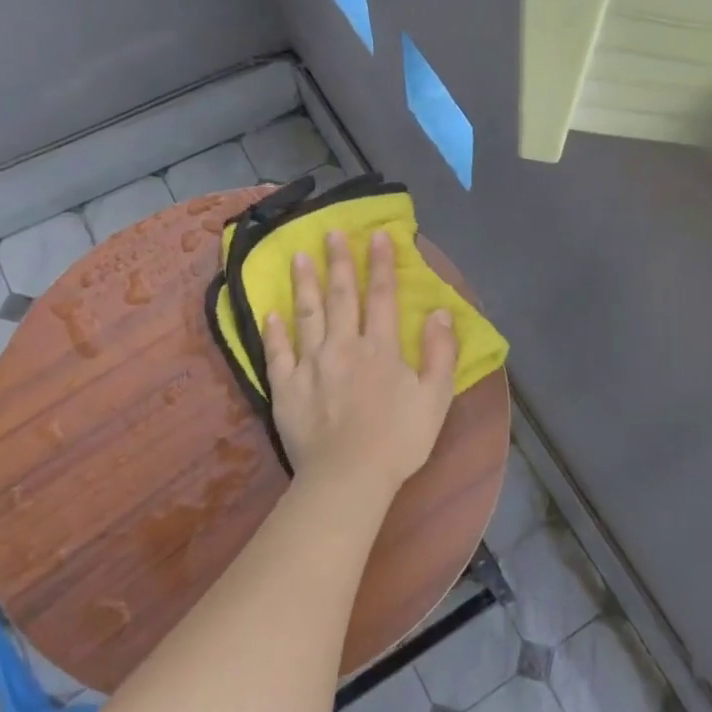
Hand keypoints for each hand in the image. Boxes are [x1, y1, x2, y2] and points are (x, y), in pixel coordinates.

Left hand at [262, 230, 459, 496]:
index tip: (378, 236)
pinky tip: (270, 312)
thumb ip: (441, 352)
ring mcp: (310, 365)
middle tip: (330, 233)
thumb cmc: (399, 439)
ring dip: (304, 284)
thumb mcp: (436, 398)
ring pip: (306, 315)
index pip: (382, 296)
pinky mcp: (286, 388)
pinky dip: (274, 331)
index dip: (382, 264)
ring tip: (299, 256)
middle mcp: (343, 347)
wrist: (349, 478)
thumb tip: (441, 312)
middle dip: (339, 262)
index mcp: (381, 349)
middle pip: (341, 297)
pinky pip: (277, 353)